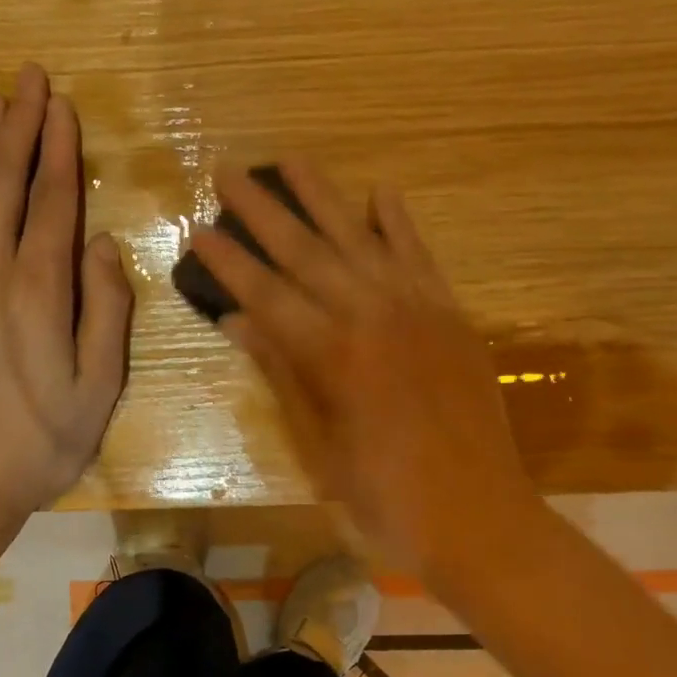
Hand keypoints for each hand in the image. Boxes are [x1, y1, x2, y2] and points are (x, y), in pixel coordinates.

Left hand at [0, 62, 133, 522]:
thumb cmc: (41, 444)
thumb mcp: (99, 390)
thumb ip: (105, 312)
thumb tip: (103, 244)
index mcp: (36, 295)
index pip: (50, 205)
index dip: (58, 151)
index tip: (62, 105)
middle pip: (3, 187)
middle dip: (18, 127)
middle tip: (28, 76)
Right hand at [190, 161, 536, 580]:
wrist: (478, 517)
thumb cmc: (382, 495)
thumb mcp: (316, 442)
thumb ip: (279, 371)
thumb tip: (235, 320)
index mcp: (331, 353)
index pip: (265, 292)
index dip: (228, 260)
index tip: (198, 226)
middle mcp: (371, 314)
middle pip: (305, 250)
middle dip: (262, 209)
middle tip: (229, 171)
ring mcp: (417, 308)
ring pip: (359, 238)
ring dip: (322, 197)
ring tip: (292, 159)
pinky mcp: (451, 314)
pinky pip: (420, 256)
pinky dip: (398, 222)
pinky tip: (380, 192)